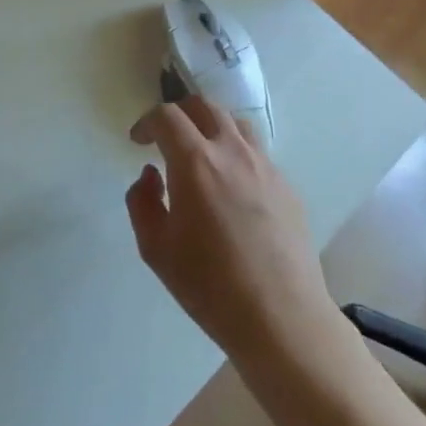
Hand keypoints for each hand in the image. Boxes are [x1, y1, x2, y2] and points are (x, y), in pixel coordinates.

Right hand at [125, 97, 343, 365]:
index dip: (147, 122)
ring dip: (211, 128)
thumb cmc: (209, 285)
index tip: (138, 142)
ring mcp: (266, 167)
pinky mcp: (287, 187)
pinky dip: (236, 155)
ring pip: (236, 124)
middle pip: (204, 107)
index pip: (167, 116)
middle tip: (166, 138)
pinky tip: (231, 189)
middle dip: (179, 114)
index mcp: (195, 162)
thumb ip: (142, 202)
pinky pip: (257, 154)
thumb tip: (151, 175)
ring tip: (201, 154)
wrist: (281, 318)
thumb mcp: (155, 248)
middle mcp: (232, 152)